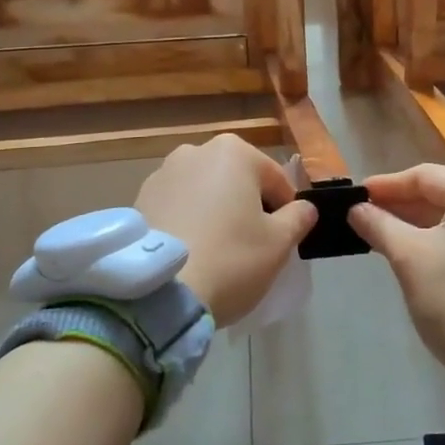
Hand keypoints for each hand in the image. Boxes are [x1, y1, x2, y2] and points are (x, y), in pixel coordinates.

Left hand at [135, 135, 317, 324]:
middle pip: (237, 180)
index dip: (285, 210)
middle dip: (247, 206)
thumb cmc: (230, 259)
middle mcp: (195, 151)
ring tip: (217, 251)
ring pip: (205, 192)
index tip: (283, 239)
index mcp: (234, 152)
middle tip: (251, 246)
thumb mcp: (279, 243)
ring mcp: (162, 173)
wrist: (159, 292)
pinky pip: (177, 207)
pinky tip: (191, 252)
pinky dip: (188, 221)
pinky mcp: (139, 199)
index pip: (276, 179)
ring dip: (216, 212)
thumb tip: (305, 208)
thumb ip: (298, 218)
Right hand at [348, 165, 444, 397]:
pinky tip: (407, 244)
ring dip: (417, 221)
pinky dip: (438, 237)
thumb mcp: (409, 258)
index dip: (385, 186)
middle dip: (400, 205)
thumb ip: (379, 224)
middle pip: (441, 192)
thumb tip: (356, 208)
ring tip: (376, 230)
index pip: (425, 177)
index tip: (353, 197)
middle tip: (360, 215)